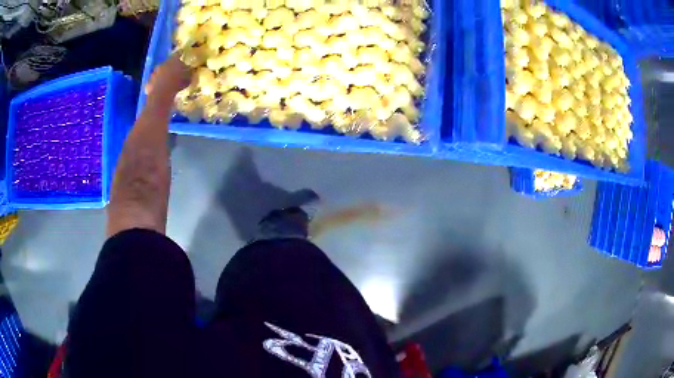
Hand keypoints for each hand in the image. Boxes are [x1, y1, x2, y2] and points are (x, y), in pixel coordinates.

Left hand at [145, 54, 191, 102]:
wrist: (161, 96)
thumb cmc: (176, 85)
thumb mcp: (187, 79)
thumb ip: (189, 73)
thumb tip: (191, 71)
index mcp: (172, 60)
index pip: (178, 54)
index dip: (181, 55)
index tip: (183, 55)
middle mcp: (162, 64)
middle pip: (167, 64)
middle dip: (170, 67)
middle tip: (175, 71)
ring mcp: (154, 74)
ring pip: (159, 73)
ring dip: (162, 76)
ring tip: (167, 82)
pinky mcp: (149, 83)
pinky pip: (153, 83)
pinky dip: (156, 85)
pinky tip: (160, 90)